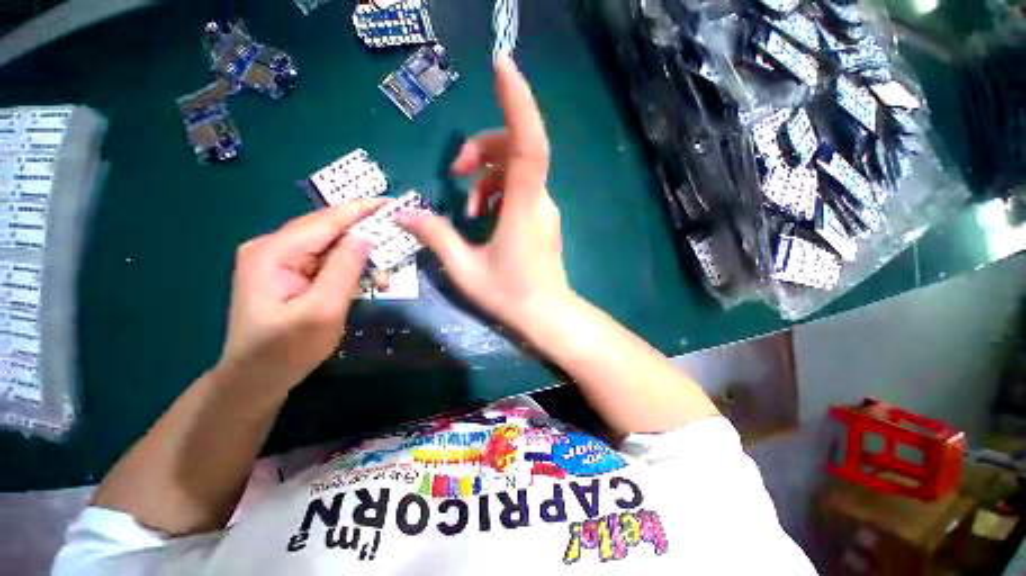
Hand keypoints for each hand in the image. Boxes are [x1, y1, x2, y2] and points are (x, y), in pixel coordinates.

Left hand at [217, 199, 384, 393]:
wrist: (253, 380)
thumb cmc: (286, 351)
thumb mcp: (322, 312)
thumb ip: (344, 270)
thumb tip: (366, 236)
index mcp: (274, 252)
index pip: (327, 220)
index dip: (363, 210)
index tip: (395, 203)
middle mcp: (271, 247)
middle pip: (328, 230)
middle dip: (365, 234)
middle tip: (399, 239)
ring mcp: (276, 260)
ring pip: (328, 246)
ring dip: (359, 256)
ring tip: (383, 272)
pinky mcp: (285, 273)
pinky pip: (323, 260)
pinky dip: (347, 267)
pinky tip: (363, 279)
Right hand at [398, 54, 572, 329]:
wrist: (546, 314)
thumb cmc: (509, 295)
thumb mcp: (465, 269)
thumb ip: (436, 237)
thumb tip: (404, 213)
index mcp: (523, 207)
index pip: (528, 144)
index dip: (517, 103)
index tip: (502, 65)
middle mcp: (538, 200)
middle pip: (516, 150)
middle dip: (482, 150)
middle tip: (455, 172)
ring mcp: (542, 208)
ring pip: (516, 170)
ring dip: (486, 178)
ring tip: (467, 208)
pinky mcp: (541, 217)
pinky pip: (519, 189)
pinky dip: (497, 192)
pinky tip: (484, 215)